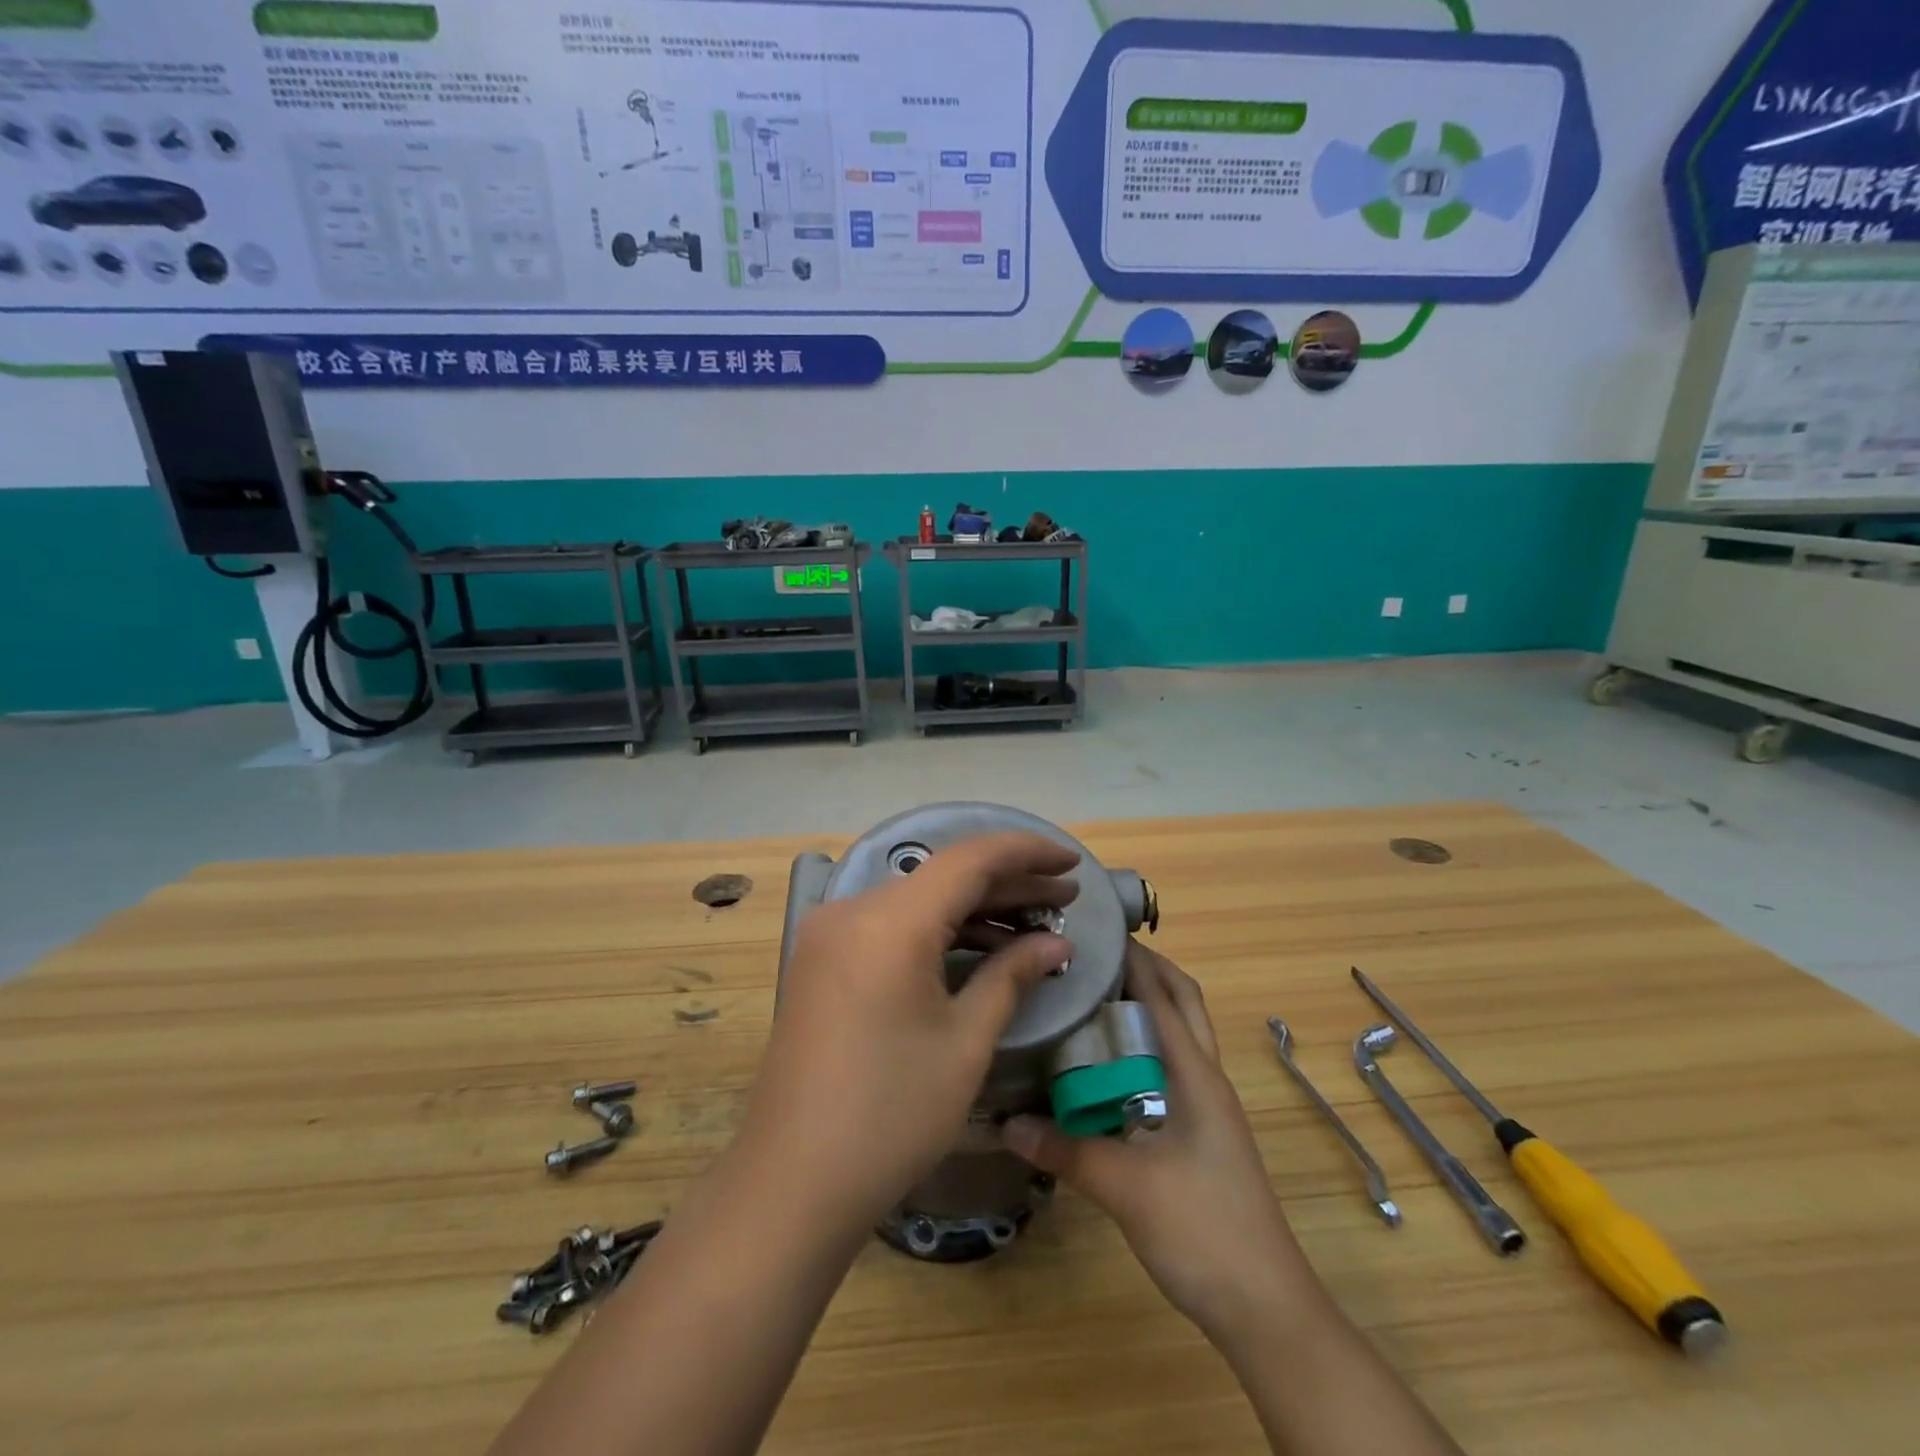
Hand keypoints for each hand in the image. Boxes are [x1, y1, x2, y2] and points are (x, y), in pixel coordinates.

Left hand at [739, 831, 1077, 1231]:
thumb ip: (1012, 976)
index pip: (969, 859)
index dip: (1026, 853)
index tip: (1072, 863)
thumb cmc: (891, 1115)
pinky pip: (891, 926)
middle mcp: (853, 910)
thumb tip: (1056, 945)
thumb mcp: (965, 1042)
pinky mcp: (822, 961)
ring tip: (1034, 924)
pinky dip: (937, 931)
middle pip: (942, 877)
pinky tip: (979, 947)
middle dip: (1007, 883)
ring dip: (974, 908)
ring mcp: (830, 935)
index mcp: (890, 921)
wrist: (792, 1184)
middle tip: (1064, 900)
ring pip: (917, 901)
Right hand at [1003, 942, 1315, 1339]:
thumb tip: (1006, 1122)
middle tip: (1094, 958)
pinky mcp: (1200, 1135)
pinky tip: (1103, 1069)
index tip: (1095, 931)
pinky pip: (1169, 1071)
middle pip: (1182, 1004)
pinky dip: (1141, 1051)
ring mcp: (1207, 1109)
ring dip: (1144, 1009)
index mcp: (1196, 1075)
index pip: (1165, 995)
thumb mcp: (1126, 1187)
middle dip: (1146, 971)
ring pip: (1177, 1037)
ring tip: (1091, 998)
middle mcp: (1206, 1080)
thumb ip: (1066, 1150)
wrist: (1265, 1309)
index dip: (1135, 958)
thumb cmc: (1203, 1231)